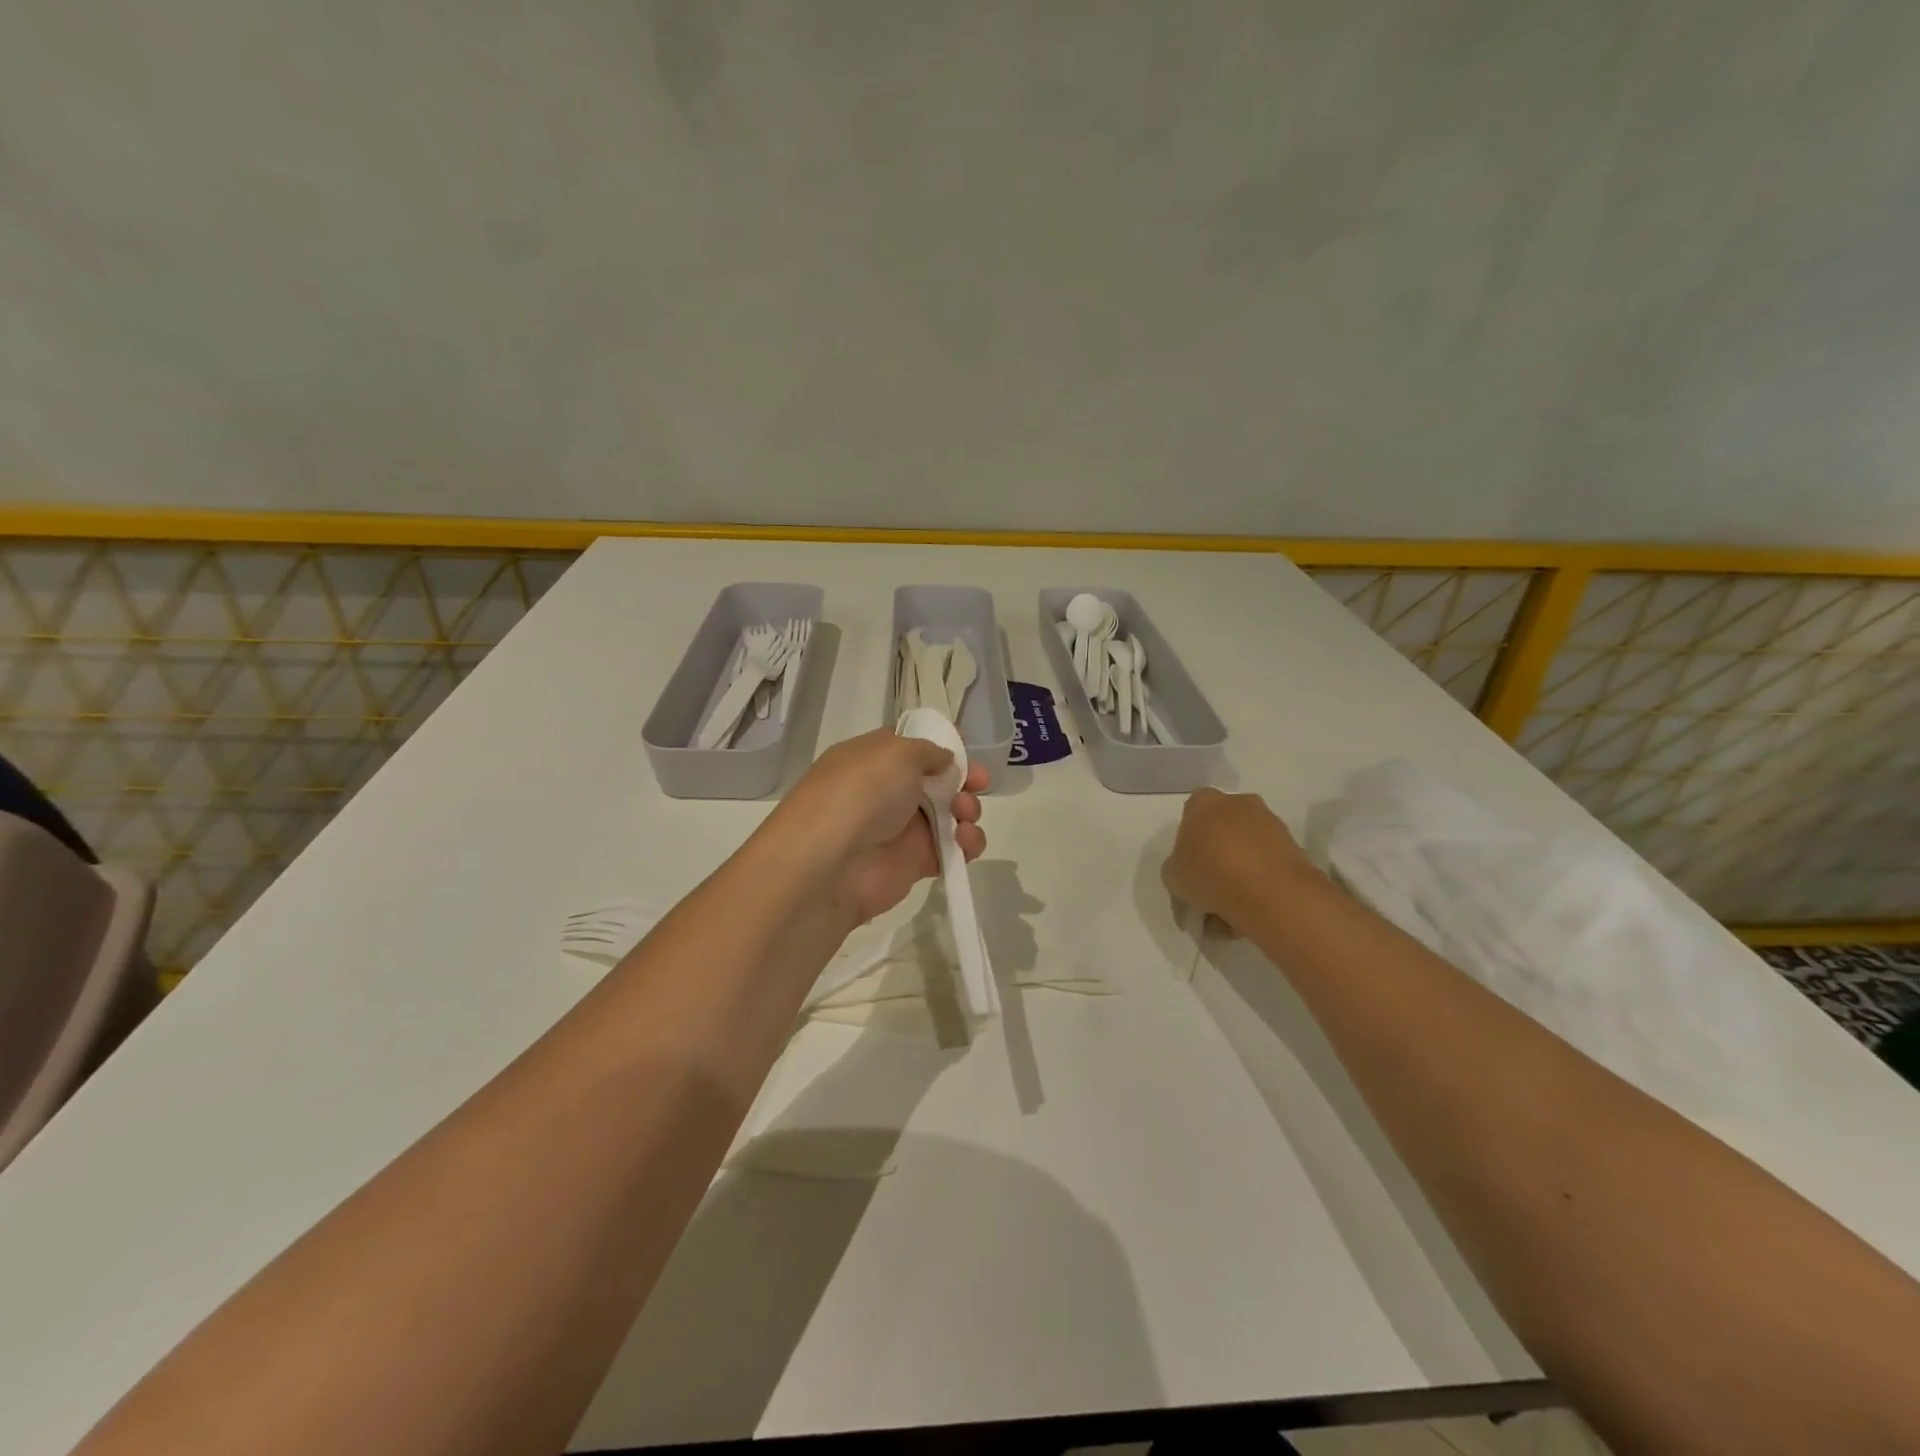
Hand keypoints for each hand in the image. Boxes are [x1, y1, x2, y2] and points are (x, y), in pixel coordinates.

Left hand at [770, 728, 986, 923]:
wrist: (829, 865)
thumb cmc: (860, 793)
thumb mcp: (895, 753)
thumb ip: (928, 751)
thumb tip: (944, 760)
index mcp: (874, 758)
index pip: (912, 745)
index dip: (941, 745)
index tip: (966, 748)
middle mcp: (887, 791)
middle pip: (938, 780)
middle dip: (964, 778)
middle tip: (979, 783)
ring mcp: (901, 828)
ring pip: (949, 814)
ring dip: (968, 810)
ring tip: (964, 815)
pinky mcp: (915, 862)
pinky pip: (952, 850)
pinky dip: (967, 844)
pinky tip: (966, 842)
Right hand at [1161, 787, 1313, 934]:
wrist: (1271, 894)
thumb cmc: (1210, 875)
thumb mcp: (1172, 877)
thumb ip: (1176, 868)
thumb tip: (1189, 873)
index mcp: (1203, 802)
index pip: (1190, 816)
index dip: (1188, 846)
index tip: (1189, 871)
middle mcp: (1238, 802)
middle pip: (1220, 832)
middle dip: (1215, 859)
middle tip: (1209, 892)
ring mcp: (1270, 822)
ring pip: (1245, 849)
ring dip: (1238, 873)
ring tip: (1232, 910)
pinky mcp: (1294, 845)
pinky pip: (1267, 863)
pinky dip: (1260, 882)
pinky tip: (1252, 909)